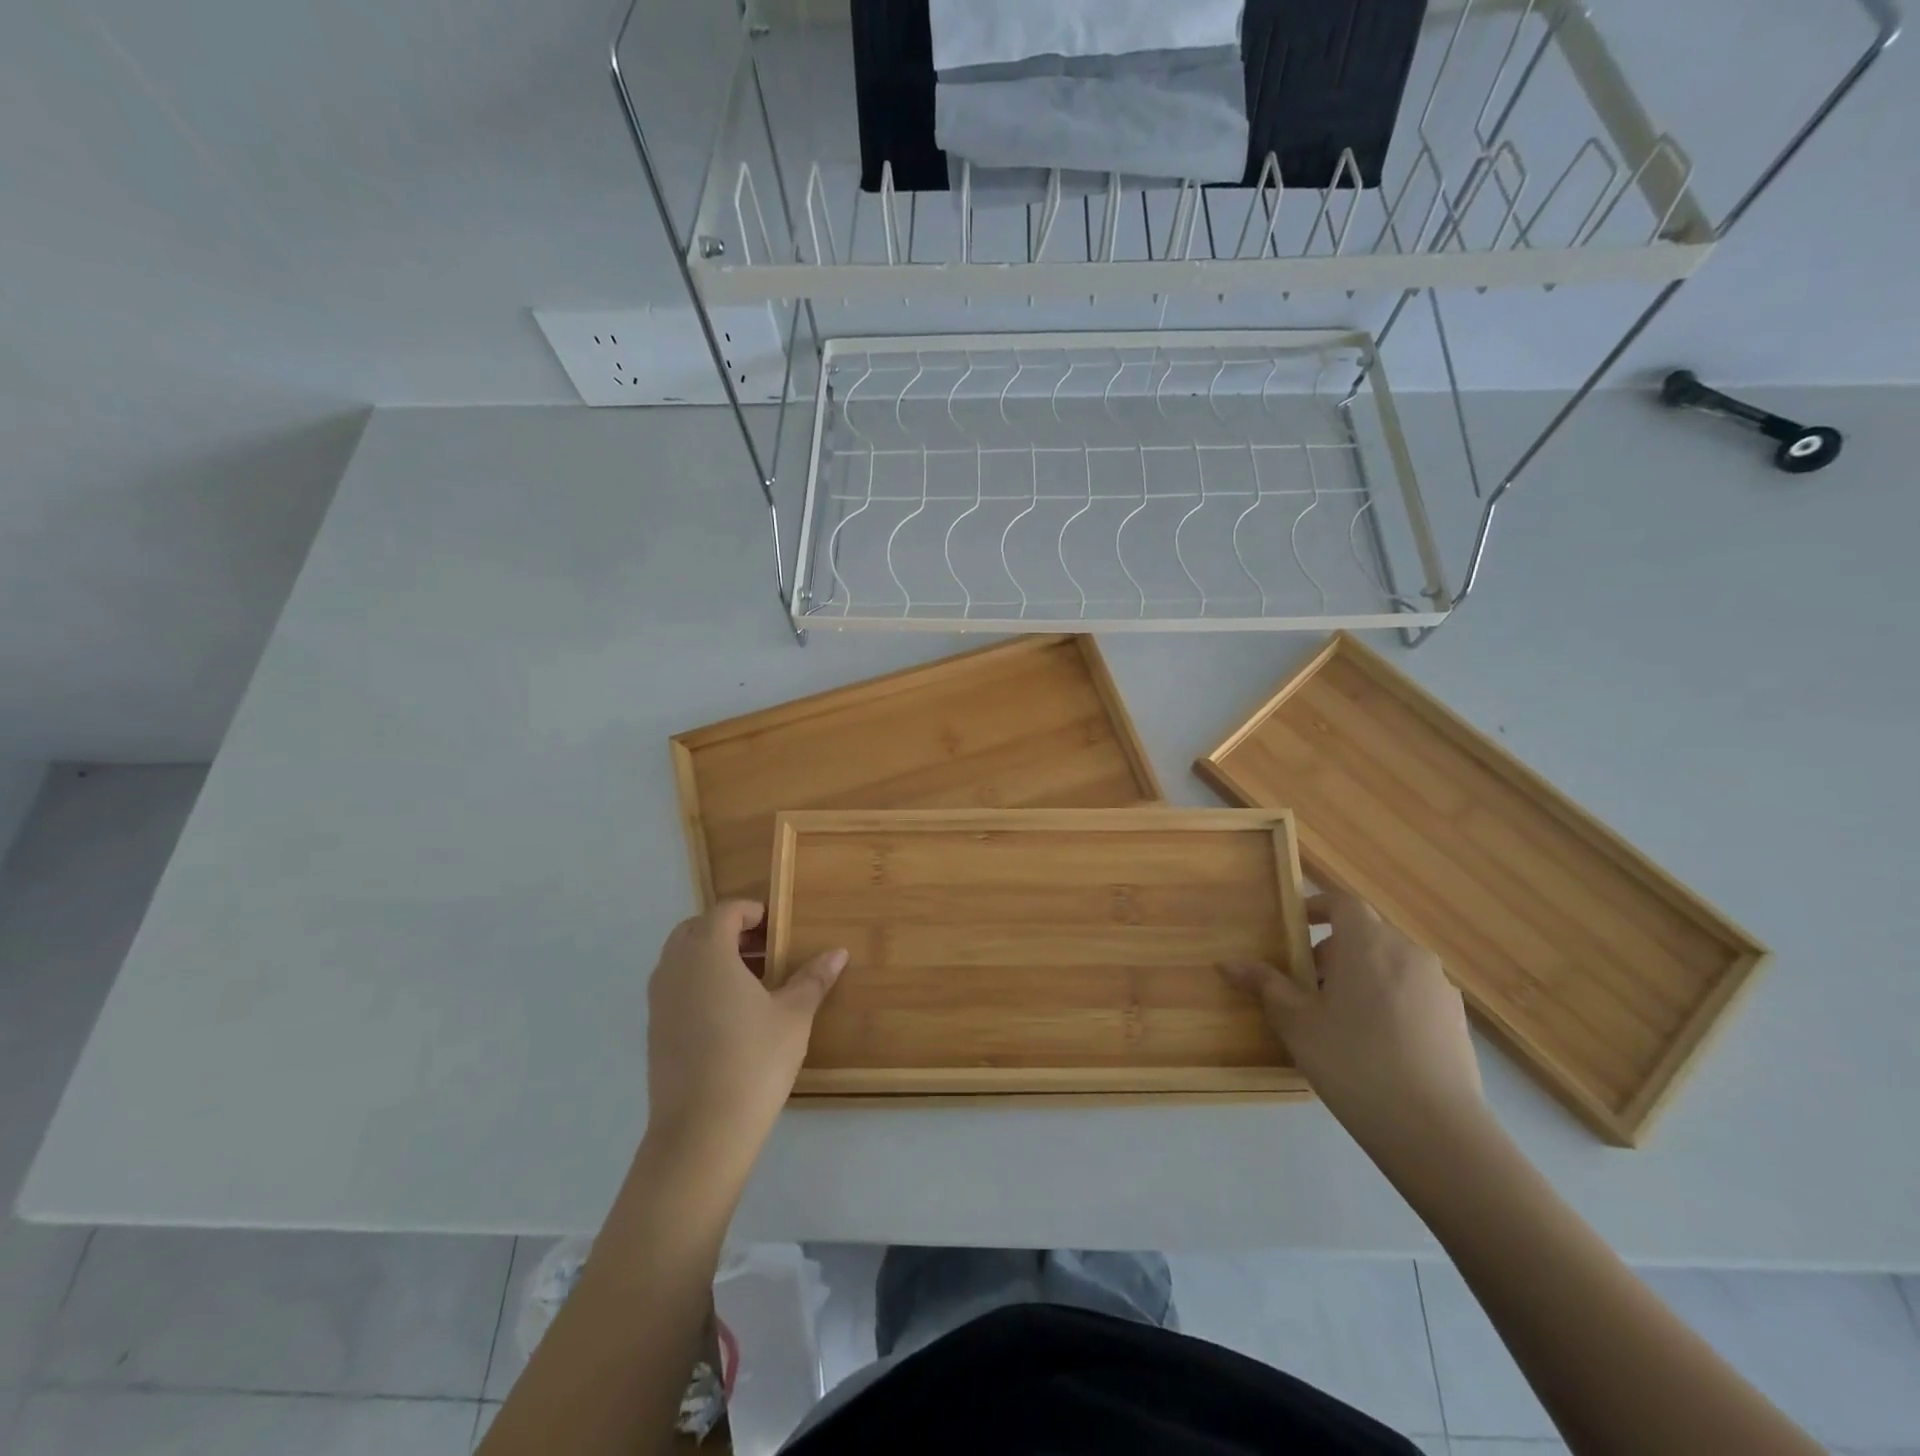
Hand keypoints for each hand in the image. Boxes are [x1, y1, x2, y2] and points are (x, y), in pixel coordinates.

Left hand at [644, 901, 846, 1180]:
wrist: (701, 1133)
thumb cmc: (753, 1061)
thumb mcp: (794, 1016)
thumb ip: (813, 979)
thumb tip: (838, 953)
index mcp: (708, 952)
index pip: (725, 911)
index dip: (752, 912)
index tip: (777, 926)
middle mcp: (675, 967)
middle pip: (696, 929)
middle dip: (729, 931)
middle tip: (765, 950)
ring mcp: (659, 1001)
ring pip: (682, 959)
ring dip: (712, 957)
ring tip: (751, 982)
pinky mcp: (654, 1030)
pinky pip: (675, 987)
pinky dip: (698, 984)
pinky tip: (729, 1014)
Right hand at [1222, 890, 1483, 1148]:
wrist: (1436, 1130)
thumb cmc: (1353, 1061)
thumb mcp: (1296, 1022)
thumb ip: (1265, 985)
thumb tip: (1230, 963)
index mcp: (1368, 943)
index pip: (1341, 903)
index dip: (1316, 908)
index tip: (1294, 928)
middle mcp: (1408, 952)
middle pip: (1365, 935)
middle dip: (1333, 952)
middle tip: (1307, 987)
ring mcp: (1438, 987)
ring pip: (1390, 965)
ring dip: (1362, 977)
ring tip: (1340, 1019)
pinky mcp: (1456, 1020)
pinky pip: (1412, 993)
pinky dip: (1389, 1001)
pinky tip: (1376, 1045)